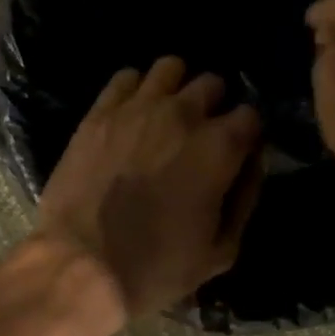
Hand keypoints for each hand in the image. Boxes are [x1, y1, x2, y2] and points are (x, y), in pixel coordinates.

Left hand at [36, 58, 263, 316]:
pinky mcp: (99, 113)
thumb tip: (252, 163)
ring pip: (170, 68)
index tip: (236, 153)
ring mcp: (137, 108)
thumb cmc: (156, 267)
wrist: (82, 265)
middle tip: (200, 135)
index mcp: (219, 148)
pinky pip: (125, 77)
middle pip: (212, 84)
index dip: (246, 135)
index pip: (250, 115)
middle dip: (213, 106)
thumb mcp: (220, 251)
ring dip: (176, 88)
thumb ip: (245, 199)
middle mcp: (182, 115)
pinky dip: (135, 89)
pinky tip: (132, 112)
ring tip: (167, 115)